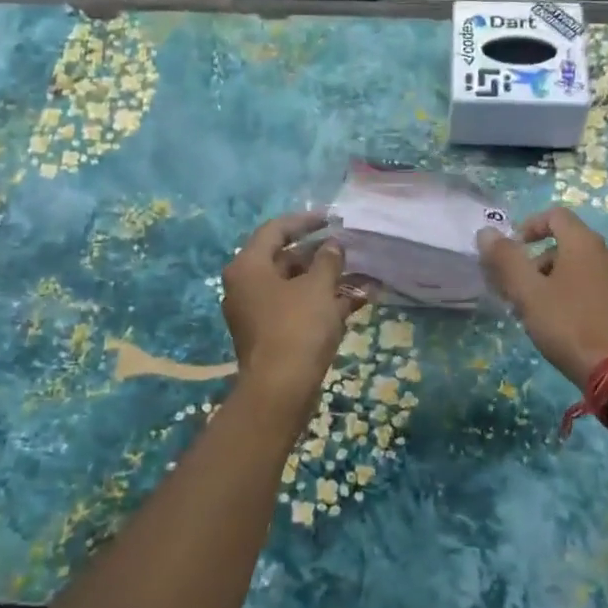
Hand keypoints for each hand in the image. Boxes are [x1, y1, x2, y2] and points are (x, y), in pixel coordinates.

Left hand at [222, 213, 356, 410]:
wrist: (281, 389)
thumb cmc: (297, 327)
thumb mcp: (318, 287)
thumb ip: (328, 260)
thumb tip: (333, 246)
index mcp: (248, 266)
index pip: (276, 230)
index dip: (305, 220)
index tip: (333, 218)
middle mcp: (247, 286)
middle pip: (285, 259)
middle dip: (320, 254)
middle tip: (349, 249)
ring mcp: (258, 313)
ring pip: (295, 286)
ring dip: (327, 280)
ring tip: (361, 275)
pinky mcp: (271, 335)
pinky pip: (298, 309)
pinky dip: (323, 303)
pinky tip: (356, 301)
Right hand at [477, 206, 607, 387]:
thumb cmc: (568, 324)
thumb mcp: (528, 292)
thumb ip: (505, 259)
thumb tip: (487, 232)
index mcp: (584, 243)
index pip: (555, 215)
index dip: (529, 226)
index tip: (511, 251)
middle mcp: (606, 254)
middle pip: (565, 243)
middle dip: (535, 261)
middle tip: (516, 289)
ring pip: (578, 267)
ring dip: (551, 279)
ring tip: (534, 310)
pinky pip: (592, 286)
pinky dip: (571, 293)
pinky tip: (559, 322)